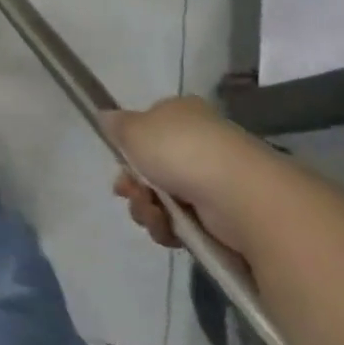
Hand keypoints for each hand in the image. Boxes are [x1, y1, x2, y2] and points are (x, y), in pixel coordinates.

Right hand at [103, 96, 274, 254]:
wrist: (237, 194)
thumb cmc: (181, 150)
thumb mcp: (134, 129)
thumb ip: (116, 125)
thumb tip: (106, 117)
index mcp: (182, 115)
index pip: (149, 128)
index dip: (129, 149)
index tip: (119, 165)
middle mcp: (198, 144)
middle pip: (151, 168)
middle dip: (135, 186)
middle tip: (129, 193)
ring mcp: (211, 180)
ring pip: (162, 198)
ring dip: (148, 209)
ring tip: (154, 213)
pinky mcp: (221, 216)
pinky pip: (181, 223)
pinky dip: (169, 228)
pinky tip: (169, 229)